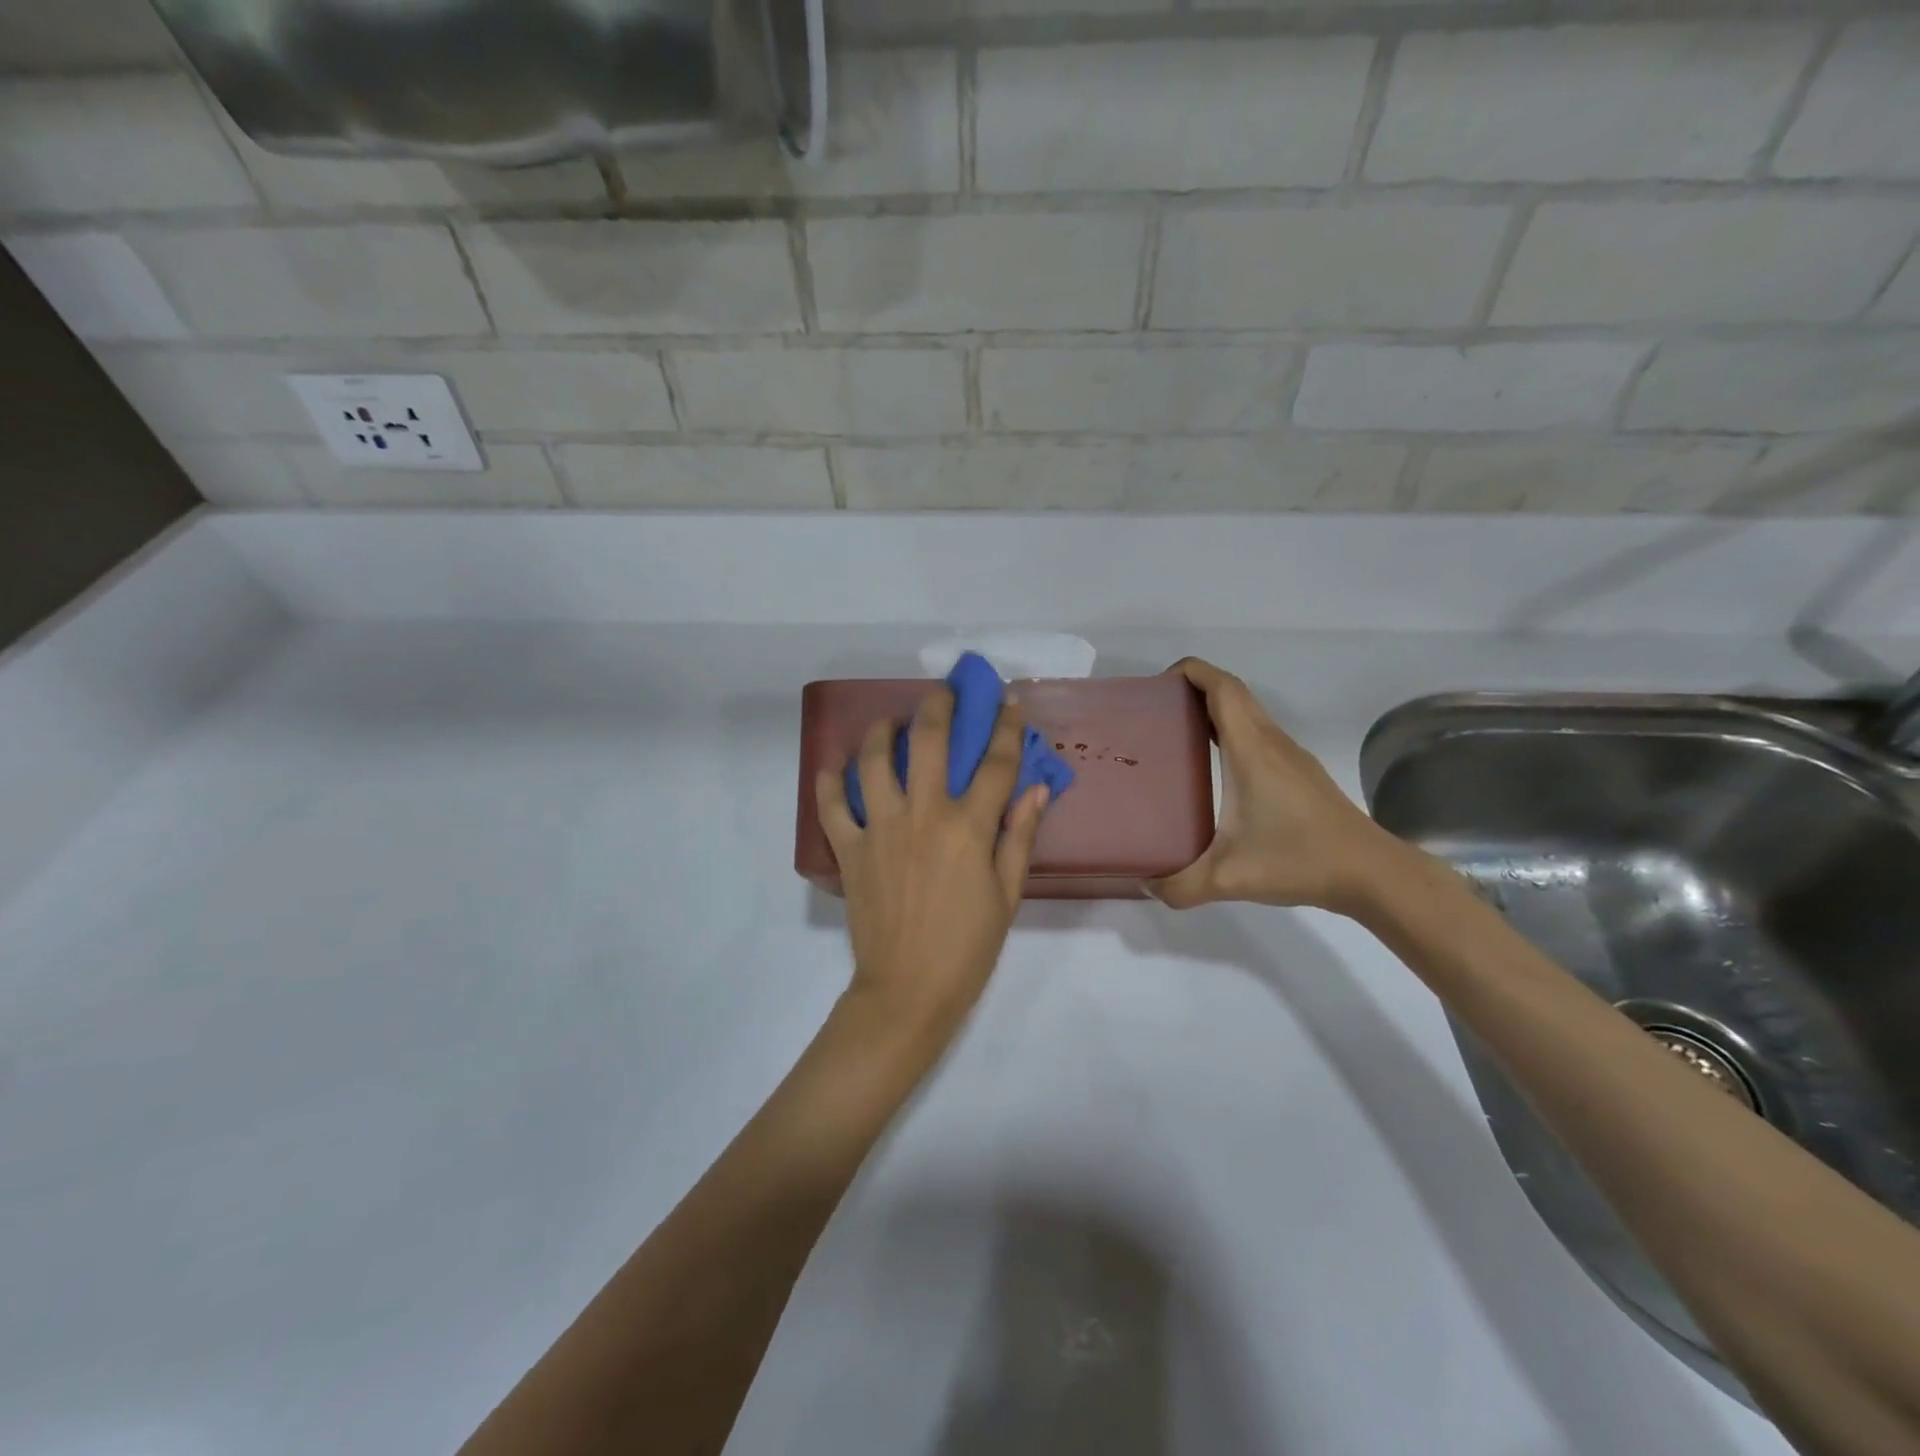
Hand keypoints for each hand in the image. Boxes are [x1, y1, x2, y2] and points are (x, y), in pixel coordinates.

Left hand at [816, 686, 1048, 1033]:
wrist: (908, 991)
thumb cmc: (968, 947)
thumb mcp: (1007, 895)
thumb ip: (1020, 835)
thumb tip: (1037, 787)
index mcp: (967, 827)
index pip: (994, 763)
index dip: (1005, 727)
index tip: (1006, 701)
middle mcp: (922, 816)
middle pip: (927, 741)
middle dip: (937, 705)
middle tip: (942, 691)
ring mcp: (880, 829)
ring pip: (872, 762)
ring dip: (880, 731)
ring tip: (888, 721)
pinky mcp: (849, 850)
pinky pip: (831, 807)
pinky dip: (828, 783)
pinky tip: (834, 767)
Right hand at [1151, 657, 1399, 914]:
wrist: (1370, 872)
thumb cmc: (1300, 860)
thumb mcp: (1229, 878)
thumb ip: (1179, 886)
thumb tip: (1144, 884)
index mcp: (1251, 750)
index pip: (1222, 688)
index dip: (1191, 672)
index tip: (1157, 685)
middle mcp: (1271, 742)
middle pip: (1233, 692)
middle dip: (1194, 687)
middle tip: (1156, 711)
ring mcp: (1289, 755)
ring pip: (1248, 712)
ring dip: (1213, 709)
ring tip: (1175, 734)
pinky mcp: (1299, 772)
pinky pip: (1257, 733)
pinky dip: (1230, 731)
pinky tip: (1213, 766)